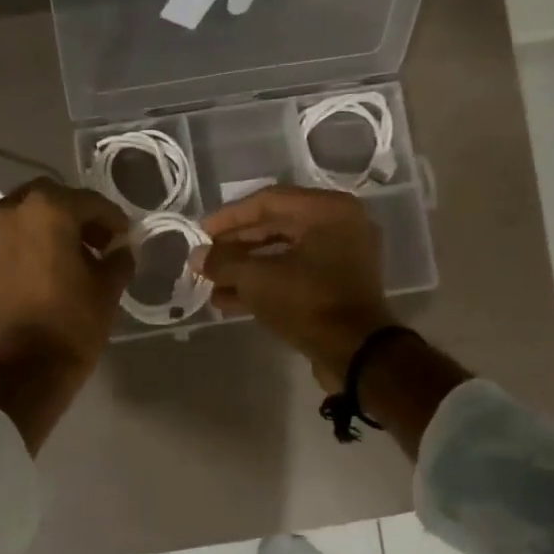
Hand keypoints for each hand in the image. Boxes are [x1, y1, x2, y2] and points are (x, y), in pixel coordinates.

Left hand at [0, 180, 132, 451]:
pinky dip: (34, 244)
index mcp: (46, 209)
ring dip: (53, 229)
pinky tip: (53, 269)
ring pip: (28, 217)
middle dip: (78, 216)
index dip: (113, 220)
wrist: (20, 371)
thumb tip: (121, 249)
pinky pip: (13, 239)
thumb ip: (118, 259)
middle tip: (101, 242)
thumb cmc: (70, 324)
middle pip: (53, 200)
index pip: (89, 202)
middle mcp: (10, 210)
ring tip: (78, 259)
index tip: (126, 237)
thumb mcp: (106, 290)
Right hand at [198, 186, 396, 387]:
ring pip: (283, 255)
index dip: (229, 217)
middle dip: (235, 246)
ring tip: (211, 284)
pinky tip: (229, 300)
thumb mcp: (257, 278)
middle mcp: (340, 226)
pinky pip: (295, 275)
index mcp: (327, 210)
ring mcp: (342, 258)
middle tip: (205, 259)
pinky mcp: (337, 287)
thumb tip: (198, 257)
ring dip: (245, 269)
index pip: (268, 201)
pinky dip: (265, 284)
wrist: (355, 353)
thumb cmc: (308, 301)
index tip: (201, 232)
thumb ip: (223, 262)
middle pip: (275, 227)